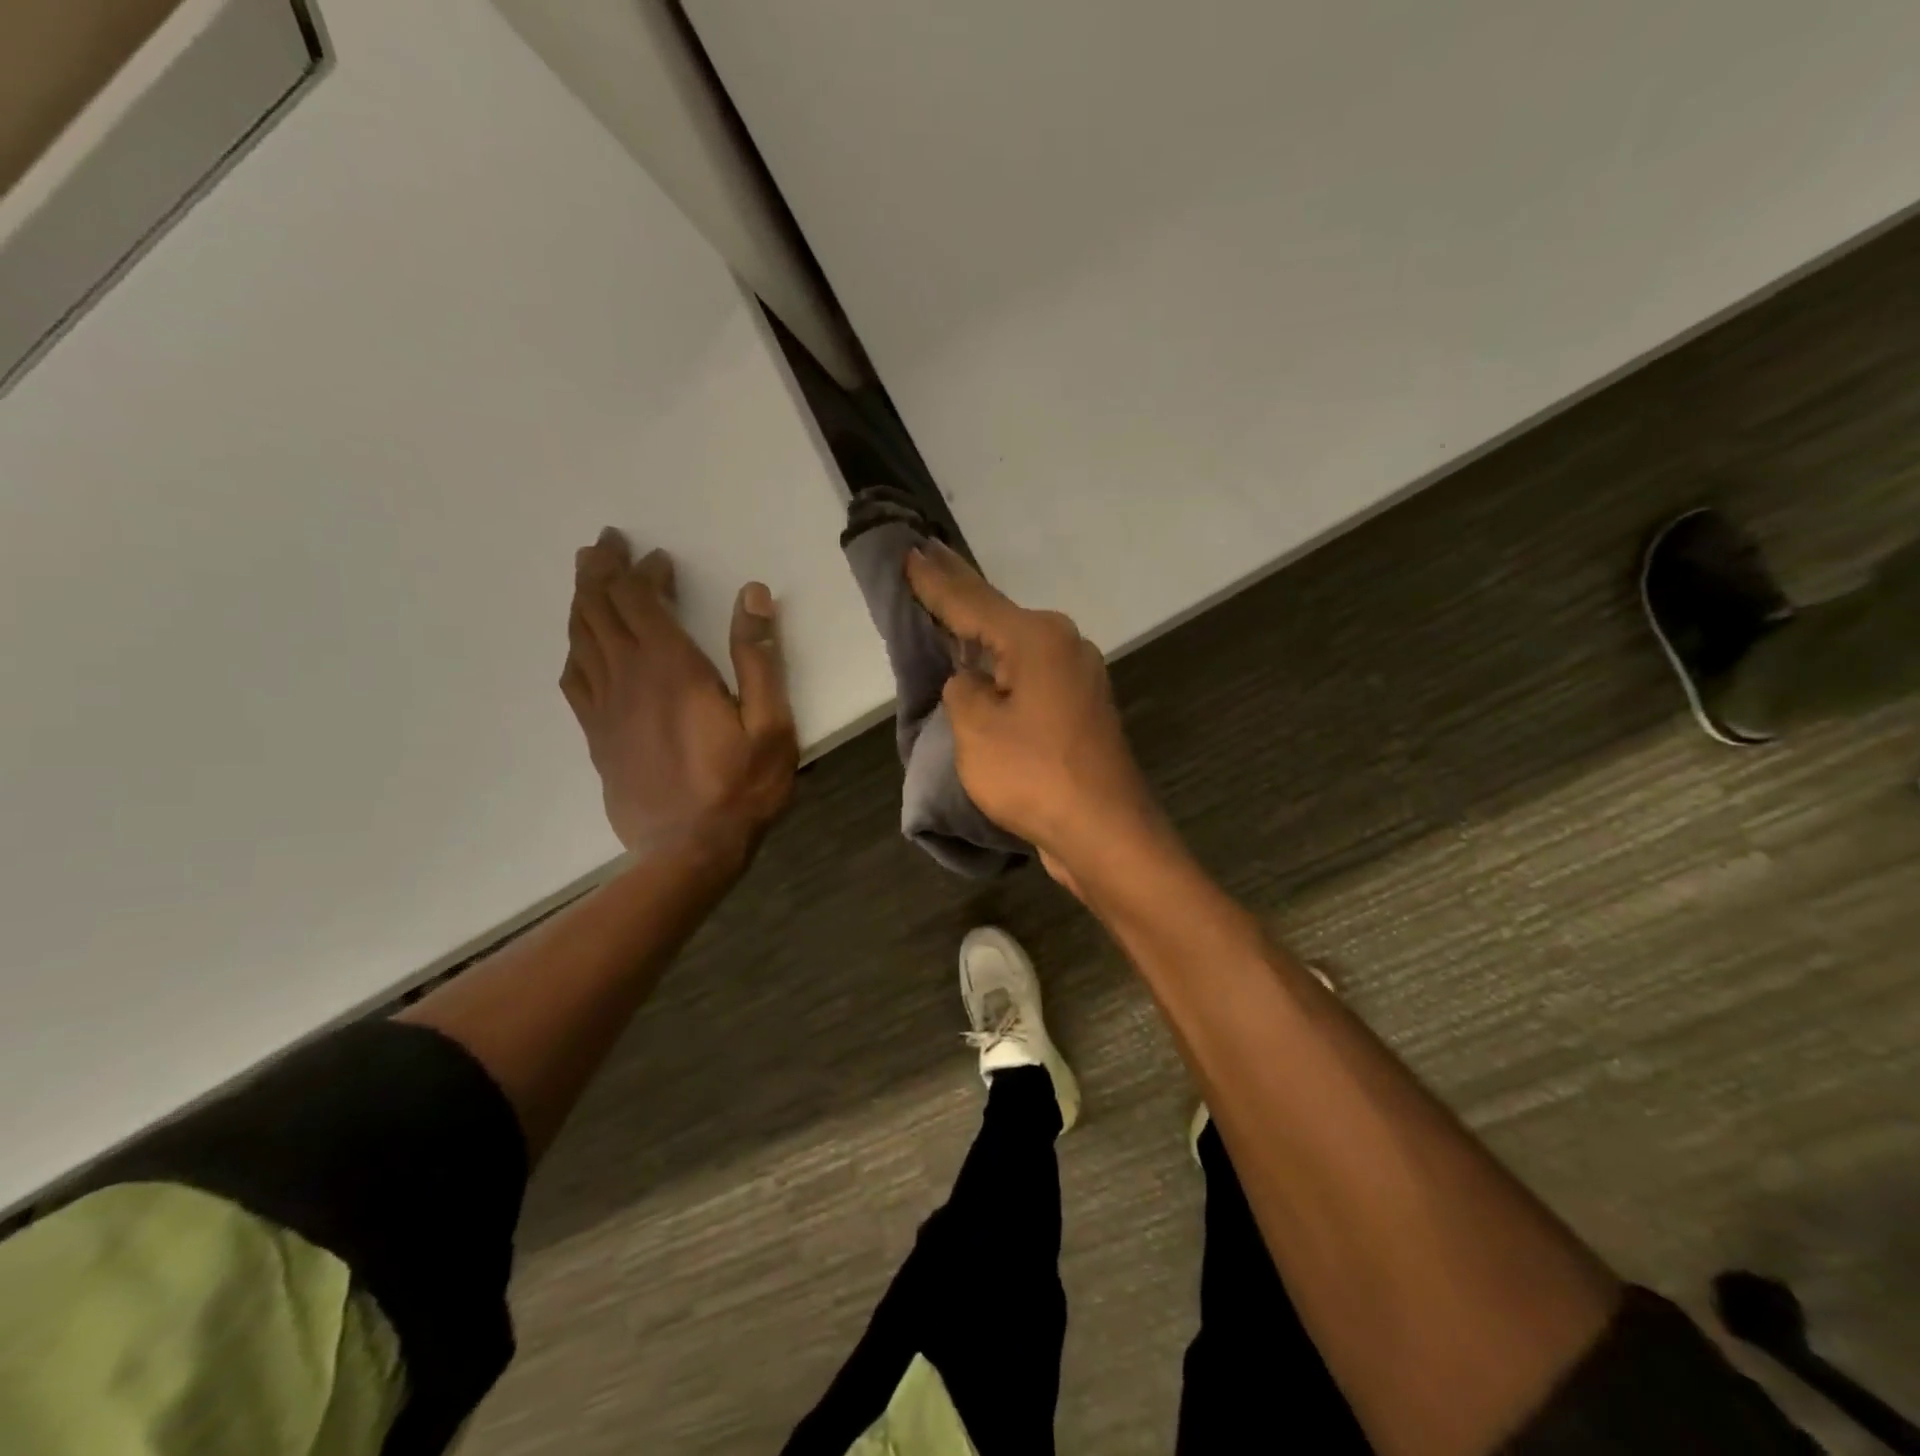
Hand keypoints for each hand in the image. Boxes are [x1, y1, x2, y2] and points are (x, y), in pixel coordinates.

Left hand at [560, 528, 796, 859]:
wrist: (688, 852)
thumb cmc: (740, 787)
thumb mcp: (770, 723)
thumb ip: (759, 657)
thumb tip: (752, 594)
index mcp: (671, 668)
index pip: (638, 600)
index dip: (640, 571)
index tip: (655, 556)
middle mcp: (628, 678)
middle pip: (598, 609)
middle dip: (599, 571)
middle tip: (604, 545)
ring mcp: (605, 708)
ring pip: (579, 638)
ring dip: (581, 602)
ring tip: (587, 578)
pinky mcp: (596, 736)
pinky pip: (574, 679)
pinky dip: (575, 649)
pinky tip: (581, 646)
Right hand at [904, 541, 1166, 887]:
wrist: (1105, 831)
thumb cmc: (1035, 775)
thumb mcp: (977, 729)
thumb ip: (963, 690)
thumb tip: (973, 682)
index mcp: (1037, 638)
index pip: (972, 600)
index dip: (935, 580)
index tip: (911, 550)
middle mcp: (1064, 646)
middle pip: (998, 615)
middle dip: (960, 593)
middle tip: (927, 560)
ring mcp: (1077, 678)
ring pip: (1016, 646)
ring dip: (982, 633)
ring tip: (949, 611)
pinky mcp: (1080, 710)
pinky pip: (1030, 676)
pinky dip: (1003, 669)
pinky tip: (985, 668)